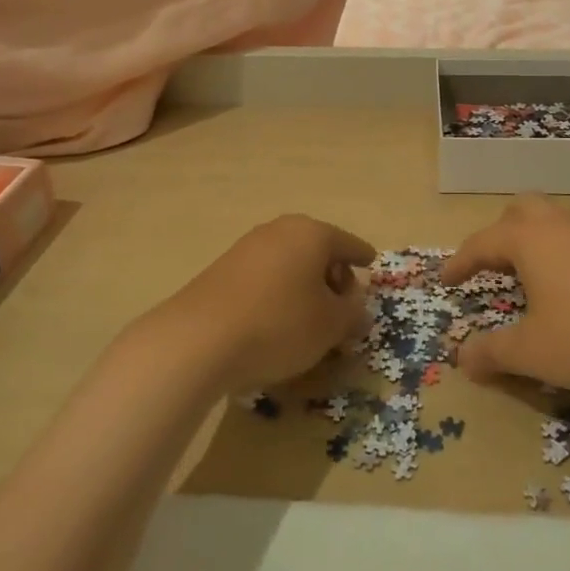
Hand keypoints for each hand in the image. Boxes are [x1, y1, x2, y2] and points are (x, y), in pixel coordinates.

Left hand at [151, 215, 375, 393]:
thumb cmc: (279, 324)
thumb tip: (357, 306)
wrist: (198, 340)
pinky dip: (278, 294)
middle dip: (332, 277)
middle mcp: (280, 230)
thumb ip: (352, 312)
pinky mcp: (222, 270)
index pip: (348, 243)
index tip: (371, 265)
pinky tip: (276, 324)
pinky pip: (265, 278)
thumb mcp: (330, 325)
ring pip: (290, 264)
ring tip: (309, 323)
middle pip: (318, 251)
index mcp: (312, 233)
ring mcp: (247, 247)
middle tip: (342, 309)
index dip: (362, 257)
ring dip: (304, 288)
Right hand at [442, 196, 569, 392]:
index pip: (481, 242)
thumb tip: (461, 357)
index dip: (460, 262)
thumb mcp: (534, 352)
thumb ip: (493, 352)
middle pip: (520, 211)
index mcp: (529, 239)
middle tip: (492, 265)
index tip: (446, 279)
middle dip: (499, 234)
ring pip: (554, 220)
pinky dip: (565, 252)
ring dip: (535, 241)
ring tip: (531, 276)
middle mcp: (559, 224)